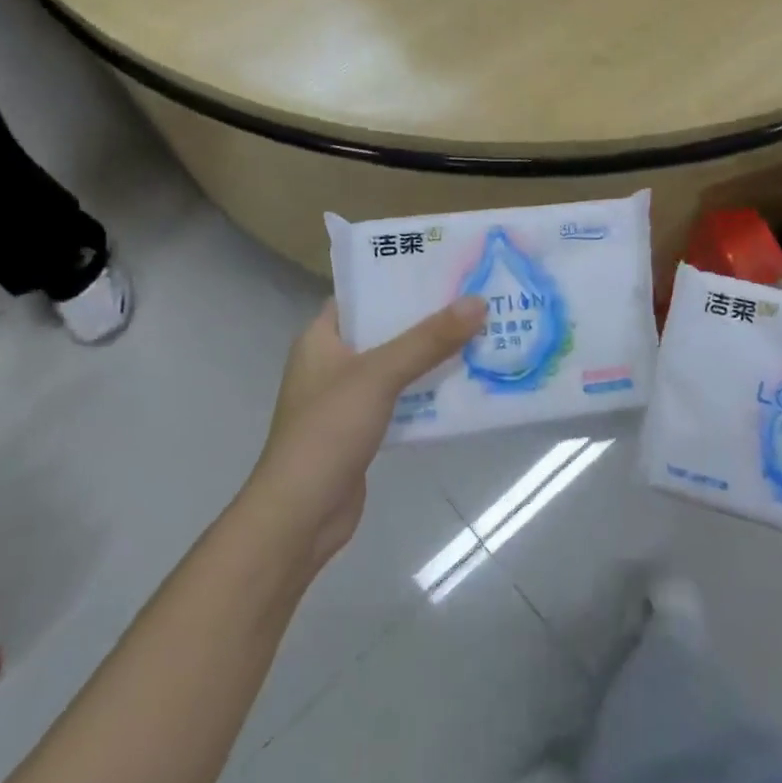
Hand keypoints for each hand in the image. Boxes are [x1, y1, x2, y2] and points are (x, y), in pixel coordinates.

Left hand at [245, 296, 484, 572]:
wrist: (301, 514)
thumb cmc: (329, 430)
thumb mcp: (379, 374)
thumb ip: (428, 339)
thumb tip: (478, 303)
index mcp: (321, 337)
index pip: (362, 293)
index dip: (399, 278)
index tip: (444, 267)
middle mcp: (332, 361)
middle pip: (385, 328)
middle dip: (427, 318)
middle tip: (474, 299)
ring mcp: (347, 397)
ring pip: (397, 365)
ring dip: (432, 355)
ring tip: (480, 333)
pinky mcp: (364, 428)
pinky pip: (402, 398)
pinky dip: (428, 391)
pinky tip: (464, 383)